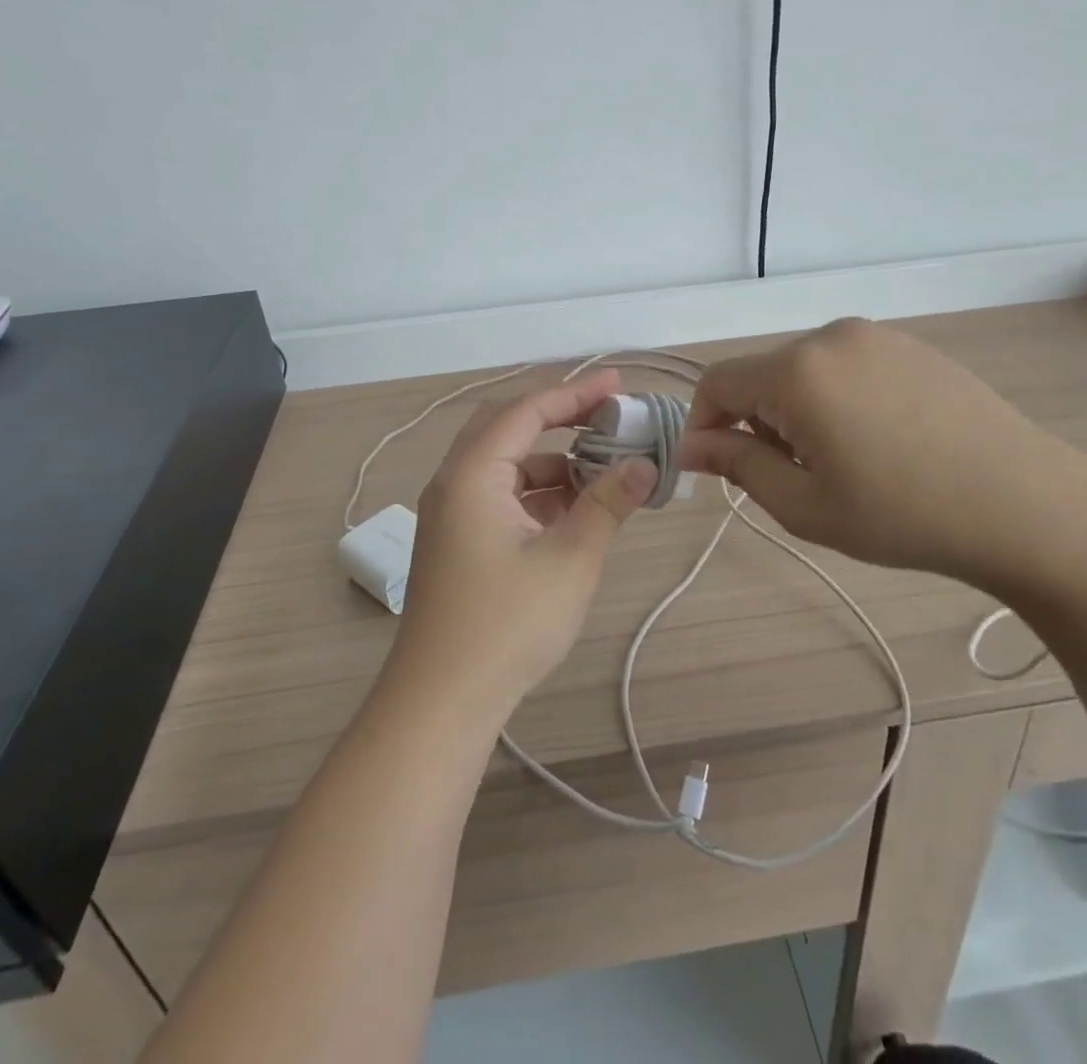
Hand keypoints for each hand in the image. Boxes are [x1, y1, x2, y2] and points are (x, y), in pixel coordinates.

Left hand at [388, 369, 656, 725]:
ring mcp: (451, 514)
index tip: (618, 384)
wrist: (441, 702)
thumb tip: (644, 466)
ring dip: (552, 460)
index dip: (575, 394)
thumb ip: (608, 503)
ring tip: (603, 471)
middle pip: (507, 427)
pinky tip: (574, 510)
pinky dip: (538, 493)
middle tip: (607, 418)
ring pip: (505, 465)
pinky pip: (500, 496)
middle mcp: (454, 483)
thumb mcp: (571, 559)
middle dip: (559, 418)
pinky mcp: (457, 543)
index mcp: (472, 474)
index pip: (526, 412)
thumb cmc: (508, 623)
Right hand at [680, 318, 1086, 596]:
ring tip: (840, 461)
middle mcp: (830, 337)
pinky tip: (876, 440)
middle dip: (756, 422)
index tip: (716, 469)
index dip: (704, 425)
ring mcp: (876, 336)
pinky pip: (845, 365)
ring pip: (803, 370)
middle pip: (761, 375)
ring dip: (796, 411)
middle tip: (792, 477)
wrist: (1024, 504)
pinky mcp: (910, 345)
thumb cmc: (903, 515)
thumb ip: (737, 466)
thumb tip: (691, 446)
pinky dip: (835, 397)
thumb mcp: (804, 505)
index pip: (717, 383)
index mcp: (797, 371)